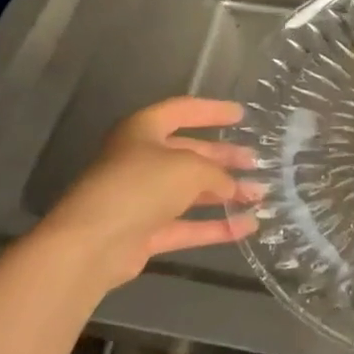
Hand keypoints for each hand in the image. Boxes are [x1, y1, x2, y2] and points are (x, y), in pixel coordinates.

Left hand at [37, 97, 262, 290]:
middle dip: (223, 157)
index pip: (183, 111)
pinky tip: (247, 227)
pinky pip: (186, 225)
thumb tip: (231, 186)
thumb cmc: (140, 186)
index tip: (241, 115)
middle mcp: (140, 159)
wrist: (93, 243)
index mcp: (143, 130)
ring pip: (189, 191)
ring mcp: (142, 198)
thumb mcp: (189, 168)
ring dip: (224, 193)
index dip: (213, 111)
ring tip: (259, 195)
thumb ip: (216, 173)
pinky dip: (214, 226)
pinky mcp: (145, 232)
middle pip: (189, 153)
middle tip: (256, 162)